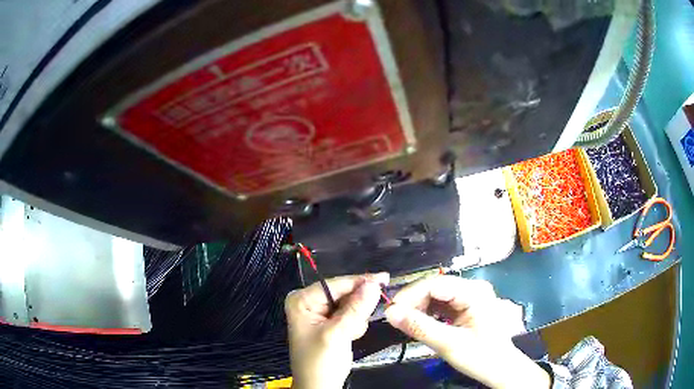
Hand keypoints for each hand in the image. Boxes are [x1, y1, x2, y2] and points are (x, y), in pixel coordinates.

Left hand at [285, 273, 388, 388]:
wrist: (319, 386)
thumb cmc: (321, 362)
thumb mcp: (338, 335)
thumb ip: (356, 309)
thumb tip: (373, 284)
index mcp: (302, 300)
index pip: (335, 285)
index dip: (360, 282)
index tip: (385, 278)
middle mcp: (309, 302)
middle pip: (344, 293)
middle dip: (356, 308)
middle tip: (359, 323)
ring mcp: (320, 312)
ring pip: (351, 304)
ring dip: (356, 319)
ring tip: (349, 335)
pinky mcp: (330, 322)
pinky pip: (351, 314)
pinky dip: (355, 325)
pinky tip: (349, 337)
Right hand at [385, 276, 549, 388]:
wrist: (500, 368)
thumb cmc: (481, 356)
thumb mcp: (449, 344)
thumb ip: (419, 327)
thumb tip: (390, 313)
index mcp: (474, 292)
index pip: (434, 284)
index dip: (409, 295)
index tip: (390, 311)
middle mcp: (472, 288)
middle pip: (434, 287)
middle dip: (412, 302)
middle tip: (395, 319)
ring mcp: (469, 296)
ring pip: (435, 295)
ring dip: (418, 307)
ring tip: (405, 322)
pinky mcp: (466, 306)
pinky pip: (441, 304)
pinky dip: (427, 313)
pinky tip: (419, 323)